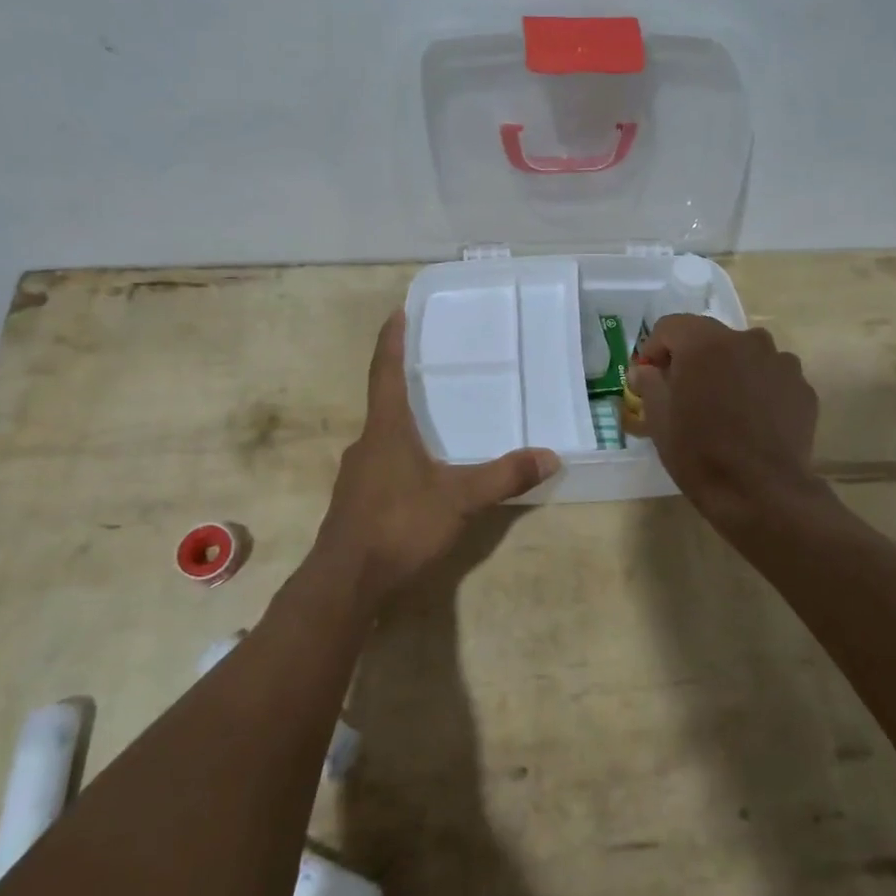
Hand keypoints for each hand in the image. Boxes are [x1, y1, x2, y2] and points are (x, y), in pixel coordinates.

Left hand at [315, 310, 559, 602]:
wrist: (345, 583)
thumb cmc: (399, 526)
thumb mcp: (459, 499)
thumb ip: (504, 477)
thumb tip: (550, 456)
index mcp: (386, 430)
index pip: (386, 372)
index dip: (392, 340)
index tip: (397, 311)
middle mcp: (366, 444)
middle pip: (384, 403)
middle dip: (406, 385)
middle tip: (434, 371)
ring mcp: (356, 475)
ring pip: (383, 438)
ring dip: (405, 425)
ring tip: (435, 425)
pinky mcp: (355, 502)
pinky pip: (382, 466)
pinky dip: (402, 458)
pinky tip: (422, 476)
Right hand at [630, 314, 820, 518]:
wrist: (762, 493)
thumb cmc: (700, 453)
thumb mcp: (659, 420)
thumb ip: (649, 384)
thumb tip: (644, 369)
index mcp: (705, 343)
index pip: (671, 326)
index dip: (654, 348)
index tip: (649, 375)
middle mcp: (746, 340)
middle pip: (710, 337)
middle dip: (693, 358)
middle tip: (684, 392)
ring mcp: (780, 362)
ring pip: (745, 355)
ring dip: (729, 371)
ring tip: (723, 407)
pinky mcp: (803, 388)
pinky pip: (771, 378)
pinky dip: (758, 389)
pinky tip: (752, 421)